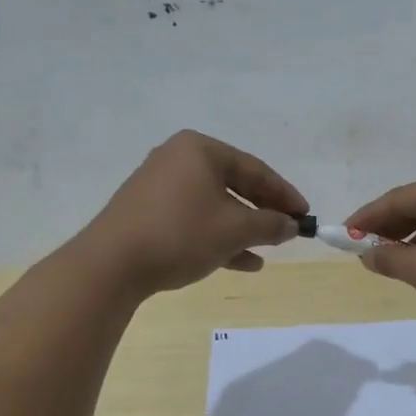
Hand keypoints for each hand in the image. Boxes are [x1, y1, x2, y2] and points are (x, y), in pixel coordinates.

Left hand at [80, 131, 305, 295]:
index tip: (305, 215)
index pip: (255, 169)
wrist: (110, 265)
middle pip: (234, 184)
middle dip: (263, 211)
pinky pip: (193, 219)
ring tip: (268, 250)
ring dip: (243, 228)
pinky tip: (242, 262)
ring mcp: (159, 186)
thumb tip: (292, 225)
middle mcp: (178, 159)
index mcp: (200, 150)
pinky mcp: (147, 213)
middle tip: (288, 230)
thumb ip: (270, 224)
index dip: (284, 194)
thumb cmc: (181, 234)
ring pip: (214, 205)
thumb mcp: (235, 229)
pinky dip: (218, 236)